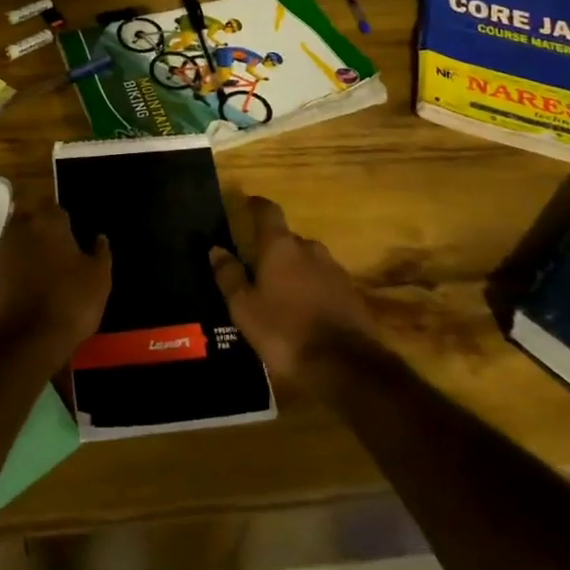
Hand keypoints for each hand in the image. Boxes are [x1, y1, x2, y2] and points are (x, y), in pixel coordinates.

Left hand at [0, 198, 110, 365]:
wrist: (23, 345)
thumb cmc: (68, 303)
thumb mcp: (99, 279)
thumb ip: (100, 252)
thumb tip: (99, 237)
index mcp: (46, 221)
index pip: (53, 207)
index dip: (61, 221)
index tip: (70, 237)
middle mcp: (16, 230)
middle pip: (27, 223)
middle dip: (38, 234)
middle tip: (54, 257)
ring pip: (11, 247)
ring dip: (22, 257)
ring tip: (37, 282)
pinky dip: (8, 282)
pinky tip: (20, 301)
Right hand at [211, 196, 380, 385]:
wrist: (346, 366)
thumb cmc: (285, 332)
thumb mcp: (245, 308)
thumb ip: (230, 276)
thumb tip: (217, 249)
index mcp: (281, 247)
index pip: (268, 212)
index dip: (257, 205)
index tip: (248, 203)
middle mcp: (310, 249)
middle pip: (289, 239)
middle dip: (275, 249)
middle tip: (260, 267)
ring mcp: (335, 270)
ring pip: (309, 261)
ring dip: (296, 270)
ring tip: (284, 293)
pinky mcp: (352, 294)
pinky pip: (326, 282)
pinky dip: (314, 289)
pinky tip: (307, 311)